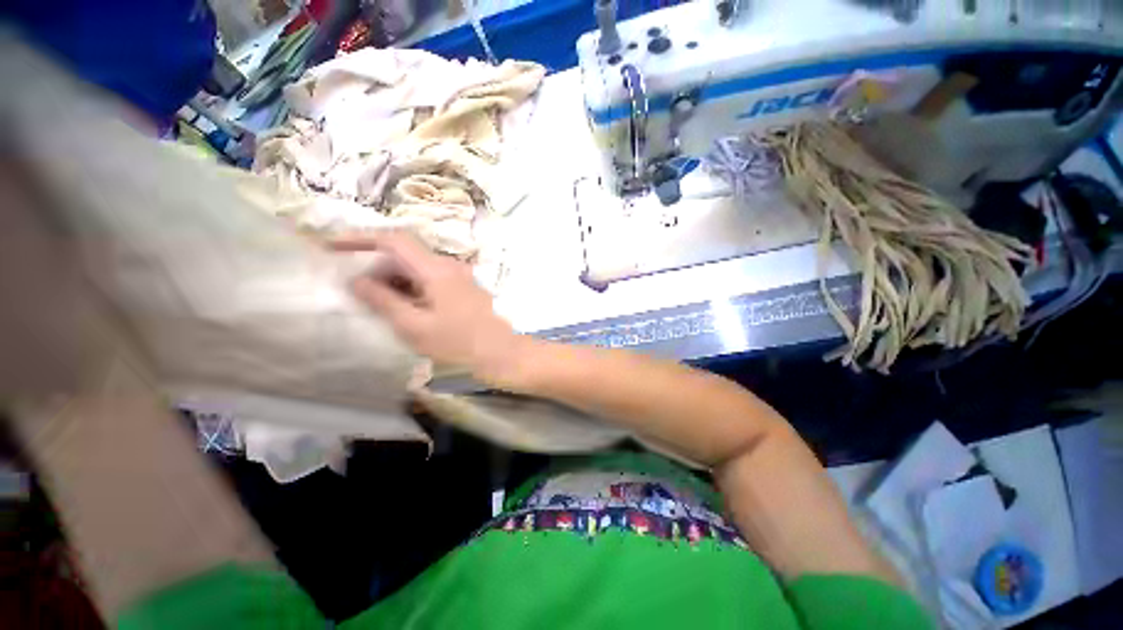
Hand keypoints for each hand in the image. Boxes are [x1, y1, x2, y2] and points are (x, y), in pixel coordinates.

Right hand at [331, 232, 525, 384]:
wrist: (502, 353)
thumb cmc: (459, 344)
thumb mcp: (414, 326)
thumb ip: (383, 301)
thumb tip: (356, 280)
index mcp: (437, 269)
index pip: (394, 240)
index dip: (361, 238)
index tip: (333, 247)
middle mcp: (450, 266)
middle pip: (406, 255)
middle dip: (378, 269)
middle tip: (360, 294)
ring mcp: (460, 276)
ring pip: (418, 269)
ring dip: (395, 281)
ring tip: (383, 307)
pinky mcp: (464, 288)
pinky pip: (432, 280)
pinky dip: (413, 289)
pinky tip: (407, 310)